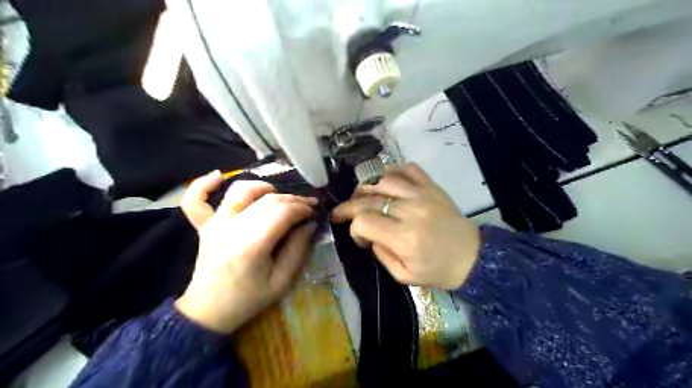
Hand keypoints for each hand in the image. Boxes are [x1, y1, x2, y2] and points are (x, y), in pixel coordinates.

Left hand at [176, 173, 315, 332]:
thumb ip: (298, 250)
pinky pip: (195, 200)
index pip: (283, 212)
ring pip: (241, 191)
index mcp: (253, 244)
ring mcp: (215, 224)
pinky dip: (204, 184)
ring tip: (277, 195)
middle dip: (293, 199)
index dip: (303, 207)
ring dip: (263, 187)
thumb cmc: (248, 299)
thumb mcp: (281, 282)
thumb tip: (308, 224)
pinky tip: (218, 176)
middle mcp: (232, 227)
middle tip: (306, 206)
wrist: (208, 311)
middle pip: (268, 199)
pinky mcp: (204, 226)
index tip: (315, 211)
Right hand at [332, 163, 478, 289]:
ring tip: (360, 195)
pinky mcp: (431, 186)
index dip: (354, 228)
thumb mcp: (404, 275)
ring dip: (365, 185)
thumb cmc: (438, 270)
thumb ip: (380, 254)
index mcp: (404, 238)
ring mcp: (422, 194)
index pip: (363, 220)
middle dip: (349, 206)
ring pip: (383, 178)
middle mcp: (410, 210)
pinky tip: (385, 182)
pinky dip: (391, 171)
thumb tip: (367, 234)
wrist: (472, 256)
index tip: (360, 237)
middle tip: (342, 213)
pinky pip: (407, 169)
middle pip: (368, 198)